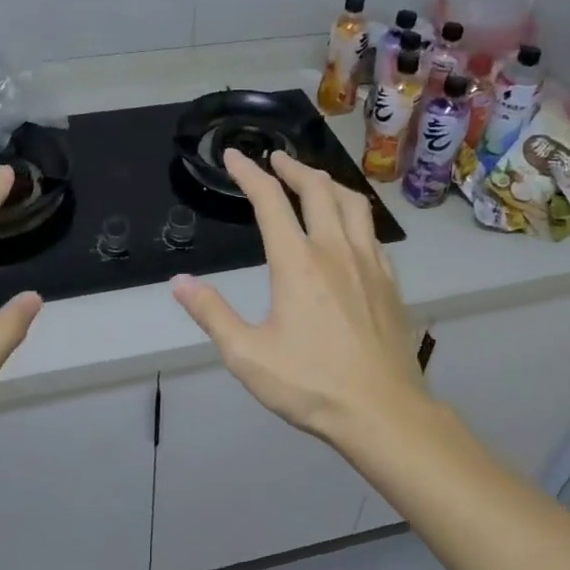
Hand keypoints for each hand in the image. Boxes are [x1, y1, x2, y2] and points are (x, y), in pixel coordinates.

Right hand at [171, 150, 432, 450]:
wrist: (383, 412)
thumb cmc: (311, 384)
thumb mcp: (247, 355)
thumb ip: (212, 314)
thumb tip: (179, 282)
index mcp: (297, 263)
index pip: (270, 202)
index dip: (249, 174)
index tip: (235, 157)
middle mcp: (335, 250)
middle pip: (317, 190)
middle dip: (293, 168)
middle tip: (276, 159)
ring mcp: (369, 263)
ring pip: (353, 204)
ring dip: (329, 183)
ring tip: (314, 181)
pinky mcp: (390, 281)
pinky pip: (372, 232)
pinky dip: (354, 215)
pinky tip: (349, 229)